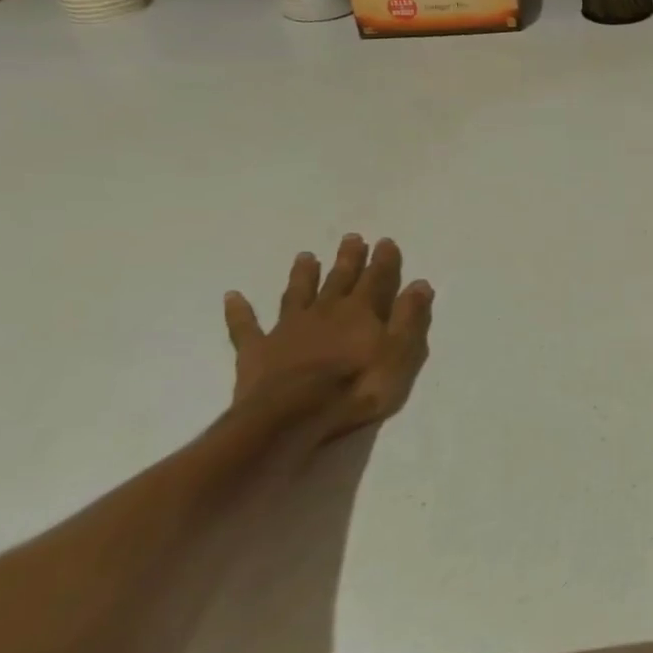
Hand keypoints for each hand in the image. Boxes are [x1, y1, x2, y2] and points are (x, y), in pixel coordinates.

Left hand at [223, 235, 433, 443]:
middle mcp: (325, 311)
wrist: (293, 415)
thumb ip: (409, 317)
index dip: (383, 261)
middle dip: (347, 259)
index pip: (376, 279)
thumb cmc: (357, 386)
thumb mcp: (399, 353)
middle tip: (350, 237)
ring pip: (297, 294)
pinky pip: (246, 326)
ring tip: (305, 256)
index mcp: (360, 311)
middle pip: (338, 279)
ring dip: (302, 275)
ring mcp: (288, 329)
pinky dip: (240, 311)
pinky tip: (232, 296)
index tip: (386, 241)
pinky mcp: (258, 350)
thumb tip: (419, 284)